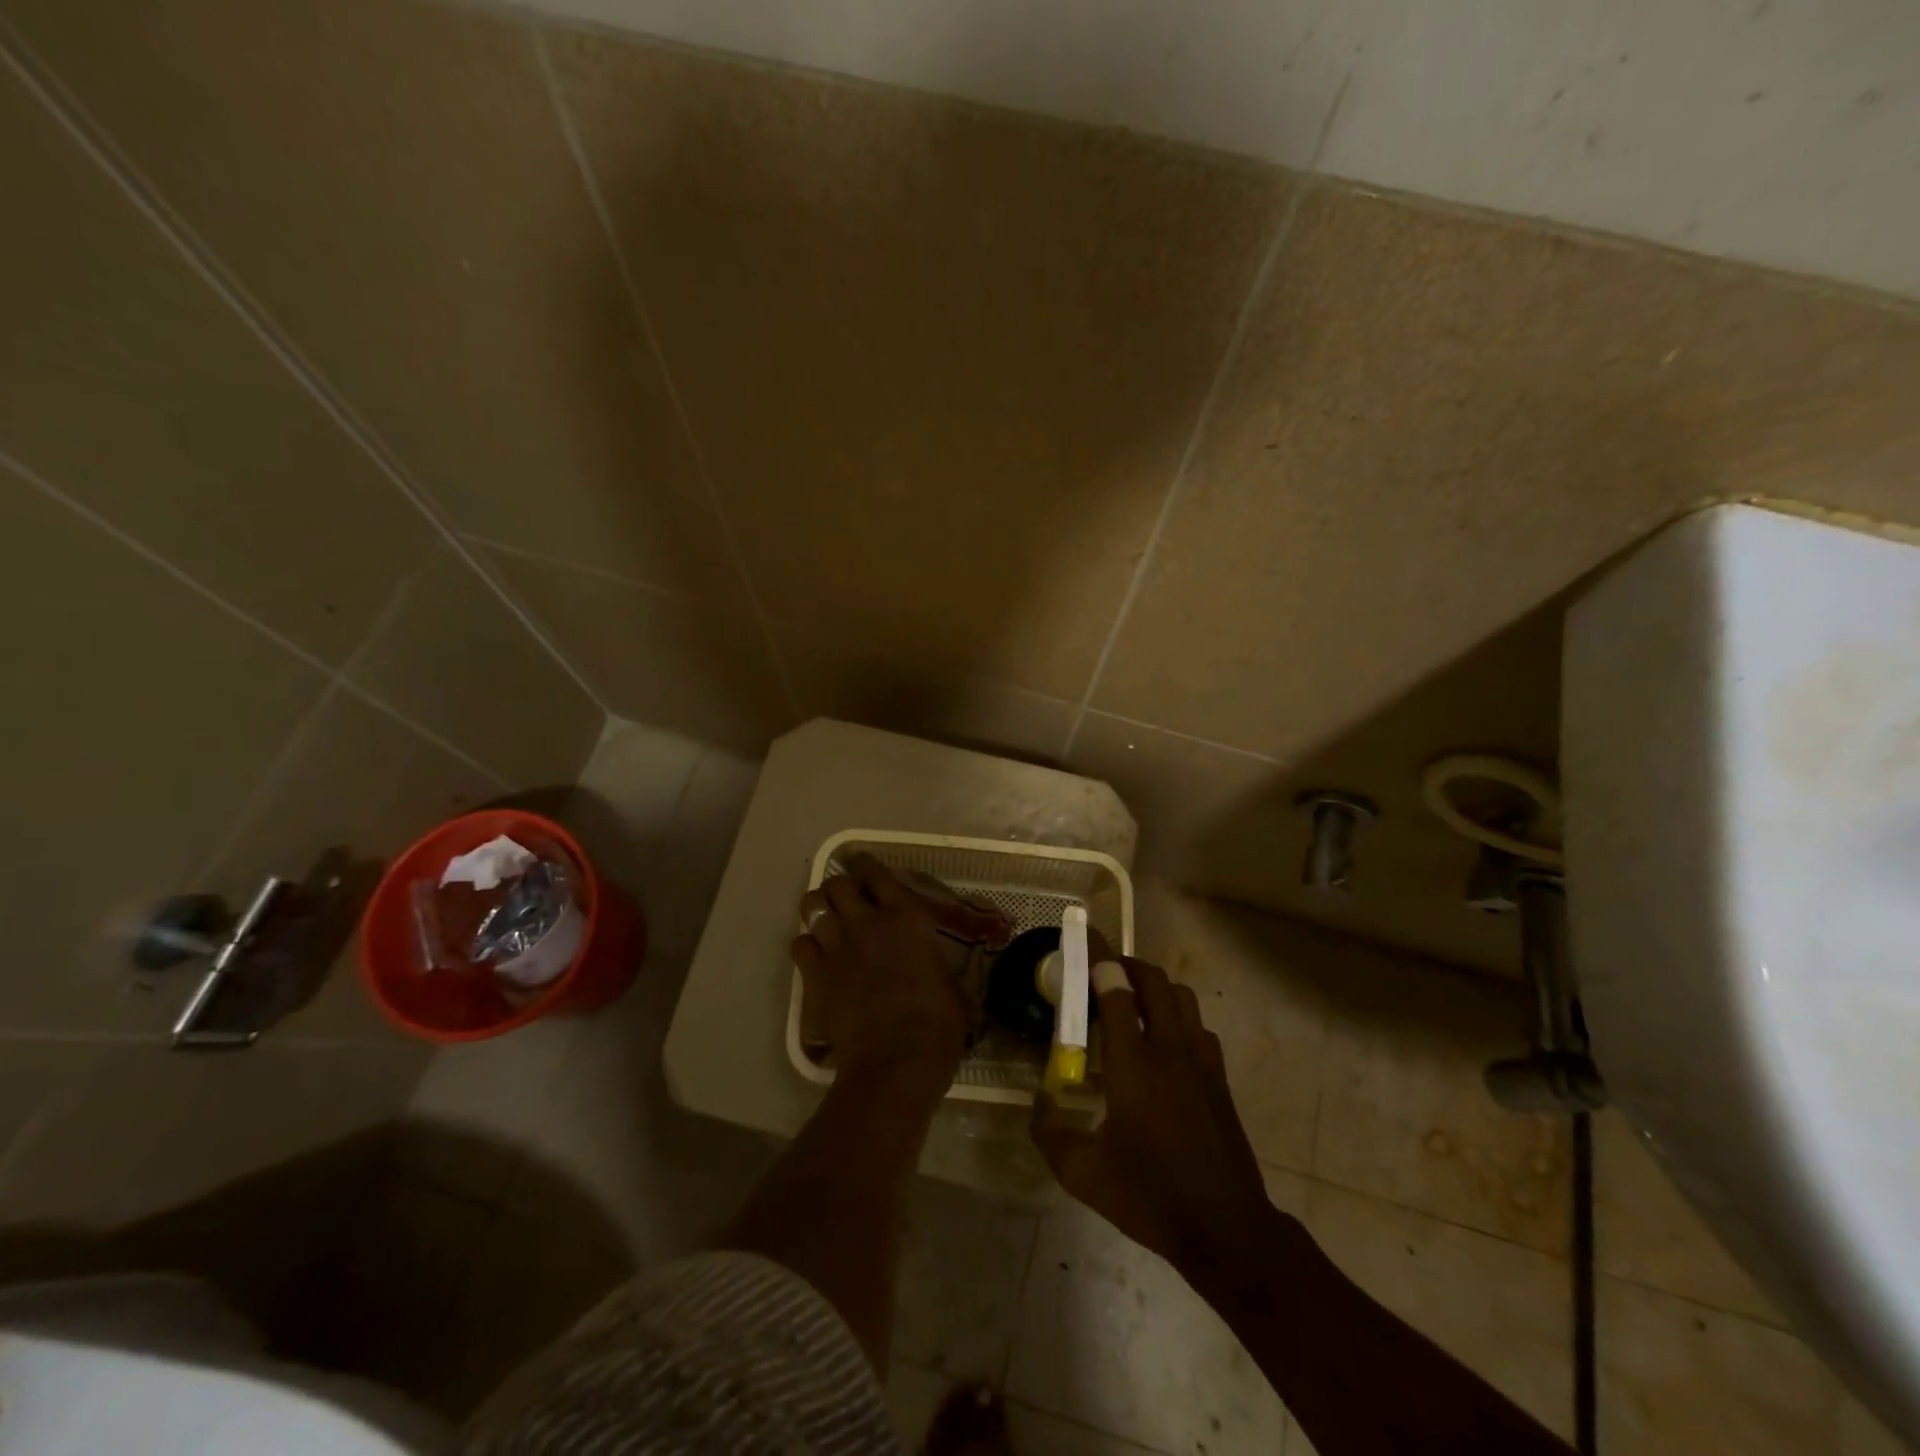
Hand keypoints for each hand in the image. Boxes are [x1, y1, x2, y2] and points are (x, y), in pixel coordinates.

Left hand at [792, 854, 968, 1086]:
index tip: (861, 863)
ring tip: (823, 919)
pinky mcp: (816, 974)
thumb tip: (933, 967)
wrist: (898, 1059)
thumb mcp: (948, 982)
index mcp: (907, 918)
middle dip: (837, 887)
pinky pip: (799, 944)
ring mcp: (838, 946)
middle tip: (843, 898)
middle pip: (838, 884)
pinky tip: (814, 955)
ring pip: (812, 906)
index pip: (879, 875)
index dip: (866, 865)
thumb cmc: (938, 1023)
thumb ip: (932, 961)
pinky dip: (805, 945)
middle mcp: (869, 922)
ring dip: (817, 908)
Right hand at [1031, 957, 1277, 1277]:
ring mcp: (1200, 1062)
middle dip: (1128, 965)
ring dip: (1156, 988)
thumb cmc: (1149, 1195)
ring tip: (1134, 1003)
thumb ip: (1050, 1133)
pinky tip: (1165, 1046)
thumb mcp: (1083, 1173)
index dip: (1099, 958)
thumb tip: (1038, 1103)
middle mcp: (1169, 1048)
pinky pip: (1199, 1028)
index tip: (1085, 939)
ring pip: (1182, 998)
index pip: (1116, 988)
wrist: (1226, 1228)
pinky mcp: (1219, 1080)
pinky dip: (1179, 1019)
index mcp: (1133, 1062)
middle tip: (1105, 973)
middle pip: (1154, 981)